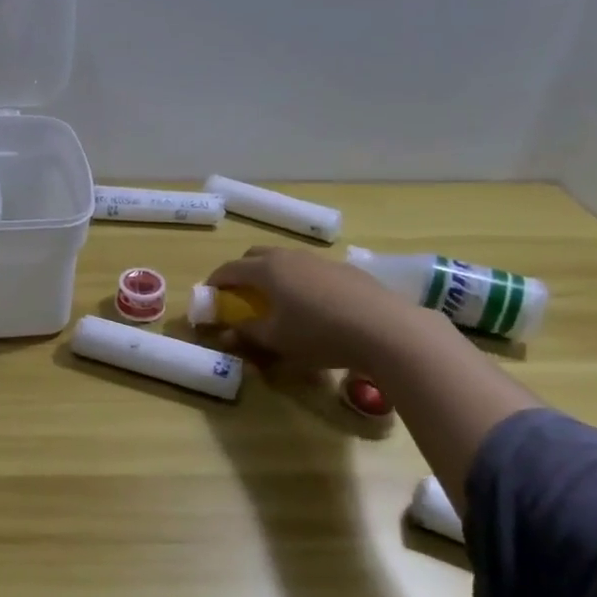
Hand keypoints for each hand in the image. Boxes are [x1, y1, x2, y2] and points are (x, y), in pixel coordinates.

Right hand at [205, 246, 437, 371]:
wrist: (387, 329)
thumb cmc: (319, 334)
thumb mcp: (276, 340)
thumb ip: (247, 334)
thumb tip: (226, 334)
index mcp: (267, 270)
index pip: (230, 269)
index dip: (216, 281)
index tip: (209, 294)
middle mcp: (291, 257)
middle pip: (257, 255)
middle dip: (243, 271)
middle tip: (241, 294)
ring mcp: (321, 261)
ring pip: (288, 261)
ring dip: (274, 275)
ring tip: (278, 300)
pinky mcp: (348, 271)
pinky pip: (313, 271)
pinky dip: (302, 282)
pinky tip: (315, 307)